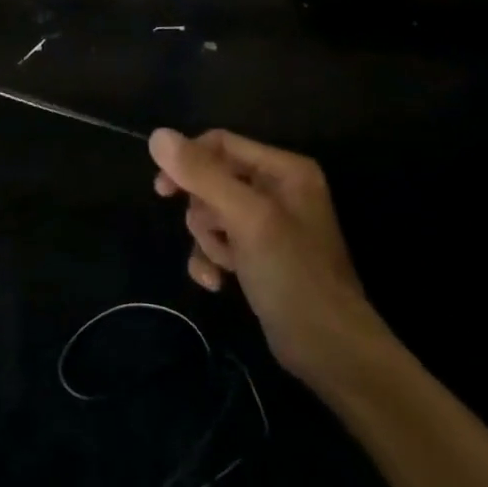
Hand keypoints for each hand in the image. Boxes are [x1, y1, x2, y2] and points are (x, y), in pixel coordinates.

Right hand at [150, 129, 388, 386]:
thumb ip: (203, 175)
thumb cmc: (292, 274)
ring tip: (224, 264)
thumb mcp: (246, 218)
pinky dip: (212, 259)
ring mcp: (269, 225)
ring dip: (208, 240)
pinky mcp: (259, 256)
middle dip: (204, 212)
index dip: (188, 161)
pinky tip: (216, 283)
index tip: (163, 189)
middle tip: (214, 235)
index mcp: (284, 169)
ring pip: (212, 214)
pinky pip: (220, 242)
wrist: (330, 350)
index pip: (221, 143)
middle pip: (213, 180)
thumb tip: (157, 135)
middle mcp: (278, 189)